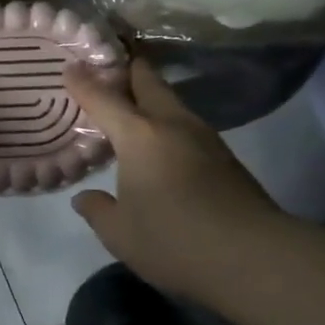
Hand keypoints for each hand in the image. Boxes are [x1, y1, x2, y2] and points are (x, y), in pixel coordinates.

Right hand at [64, 59, 282, 305]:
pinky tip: (158, 143)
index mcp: (140, 136)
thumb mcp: (120, 234)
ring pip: (171, 102)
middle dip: (127, 70)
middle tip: (106, 67)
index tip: (70, 67)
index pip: (104, 99)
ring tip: (129, 107)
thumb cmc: (174, 241)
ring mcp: (204, 138)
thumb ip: (98, 211)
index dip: (83, 82)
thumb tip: (85, 198)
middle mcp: (172, 125)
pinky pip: (185, 126)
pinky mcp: (224, 157)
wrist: (254, 258)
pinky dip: (165, 123)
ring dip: (149, 98)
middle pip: (148, 82)